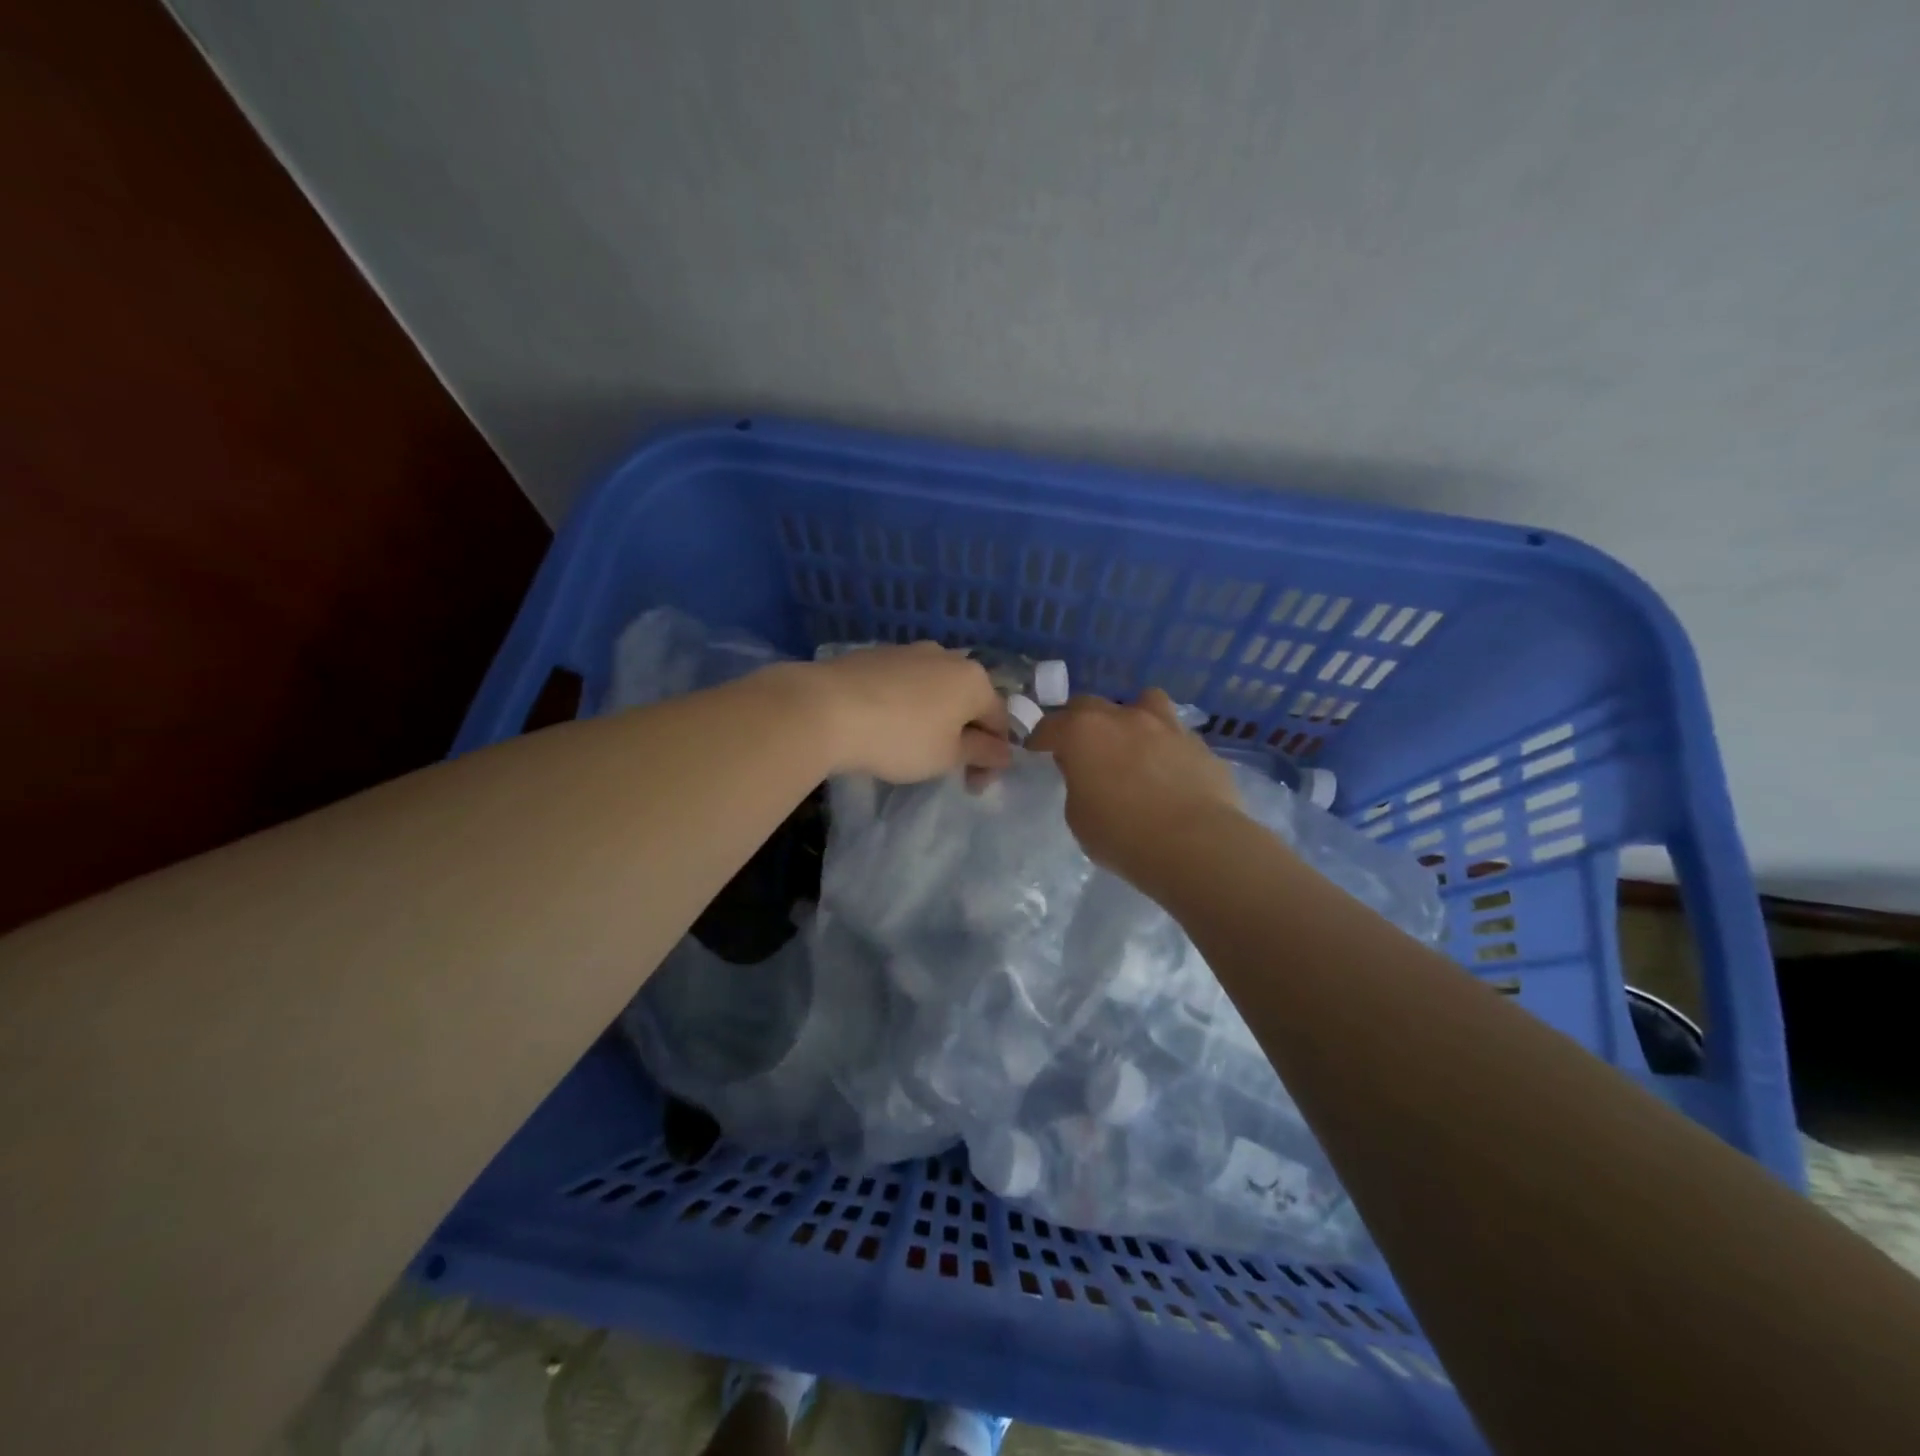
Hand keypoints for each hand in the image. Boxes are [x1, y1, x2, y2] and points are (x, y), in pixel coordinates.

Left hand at [796, 643, 1012, 782]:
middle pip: (968, 701)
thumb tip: (1004, 752)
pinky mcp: (875, 655)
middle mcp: (947, 657)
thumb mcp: (947, 756)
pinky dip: (906, 705)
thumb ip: (982, 753)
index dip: (993, 757)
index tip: (973, 785)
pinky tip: (886, 725)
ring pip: (935, 689)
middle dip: (964, 734)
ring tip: (914, 745)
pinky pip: (904, 684)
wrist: (826, 708)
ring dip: (935, 718)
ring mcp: (909, 651)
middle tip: (948, 766)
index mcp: (974, 679)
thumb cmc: (900, 738)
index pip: (999, 721)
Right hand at [1026, 689, 1242, 880]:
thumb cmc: (1122, 834)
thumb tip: (1089, 773)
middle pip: (1091, 705)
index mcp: (1084, 732)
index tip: (1037, 750)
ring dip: (1132, 718)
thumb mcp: (1078, 816)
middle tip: (1081, 747)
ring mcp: (1166, 726)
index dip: (1041, 738)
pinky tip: (1169, 772)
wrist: (1194, 844)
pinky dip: (1167, 747)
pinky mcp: (1200, 745)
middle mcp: (1124, 718)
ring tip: (1133, 743)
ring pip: (1145, 702)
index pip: (1051, 724)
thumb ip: (1078, 784)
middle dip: (1080, 721)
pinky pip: (1176, 736)